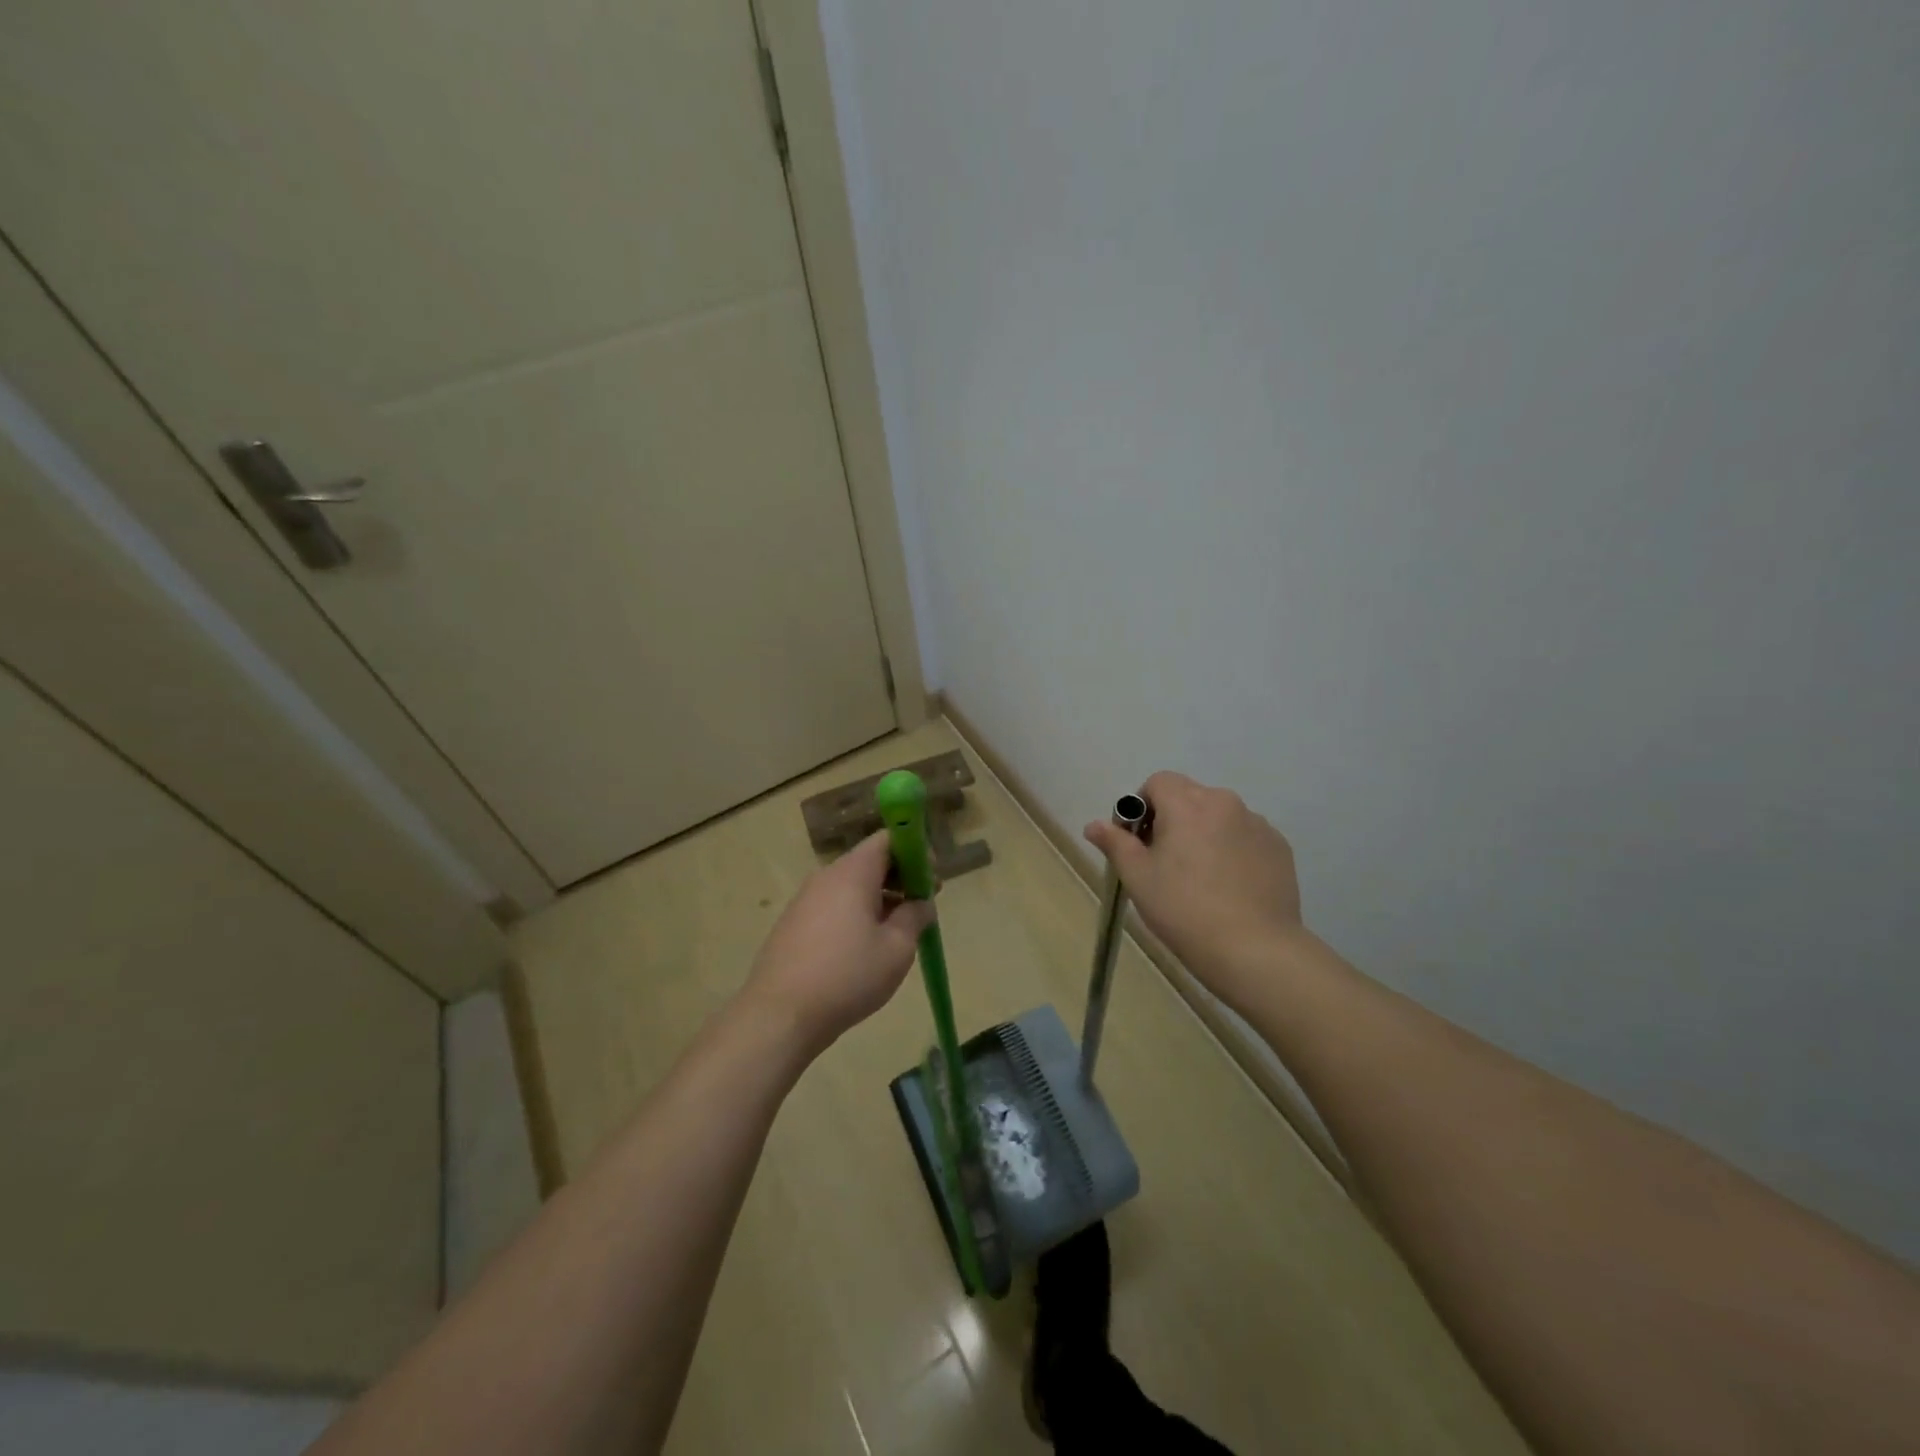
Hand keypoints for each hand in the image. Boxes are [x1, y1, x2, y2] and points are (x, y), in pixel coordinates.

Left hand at [745, 831, 934, 1053]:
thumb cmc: (847, 975)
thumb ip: (915, 916)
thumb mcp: (896, 948)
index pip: (887, 839)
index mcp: (852, 872)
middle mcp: (826, 876)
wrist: (779, 1015)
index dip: (914, 852)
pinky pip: (833, 906)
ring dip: (879, 899)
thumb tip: (921, 902)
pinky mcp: (793, 924)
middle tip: (922, 906)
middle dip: (900, 878)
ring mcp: (805, 900)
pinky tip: (864, 948)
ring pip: (851, 886)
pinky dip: (855, 914)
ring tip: (897, 932)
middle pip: (869, 862)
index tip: (932, 878)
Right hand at [1086, 772, 1303, 1006]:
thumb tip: (1094, 825)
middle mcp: (1225, 803)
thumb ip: (1115, 843)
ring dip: (1204, 833)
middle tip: (1166, 863)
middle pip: (1189, 796)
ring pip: (1219, 817)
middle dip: (1173, 819)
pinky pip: (1245, 837)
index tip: (1141, 842)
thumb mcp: (1138, 878)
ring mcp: (1257, 825)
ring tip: (1202, 878)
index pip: (1158, 782)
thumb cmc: (1184, 910)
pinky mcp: (1279, 848)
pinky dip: (1232, 850)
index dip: (1143, 806)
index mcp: (1188, 804)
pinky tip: (1230, 887)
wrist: (1254, 949)